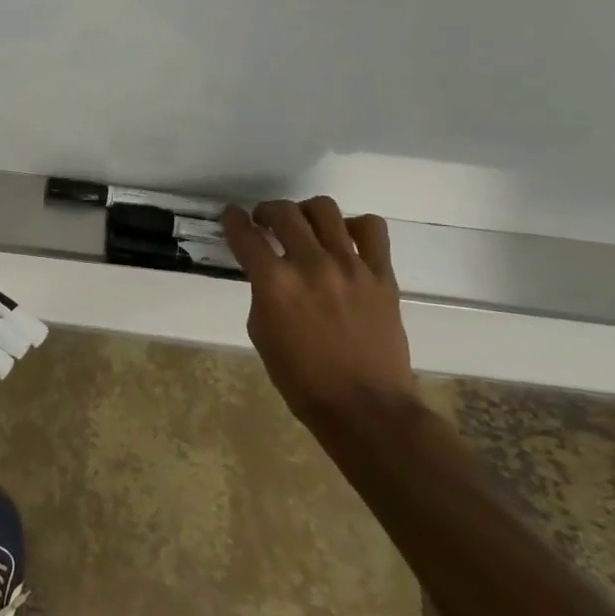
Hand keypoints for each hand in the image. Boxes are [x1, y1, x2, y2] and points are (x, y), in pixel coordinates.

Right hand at [220, 197, 417, 426]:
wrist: (364, 405)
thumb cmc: (301, 378)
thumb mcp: (261, 332)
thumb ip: (263, 293)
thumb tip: (269, 272)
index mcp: (274, 284)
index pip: (245, 235)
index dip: (233, 220)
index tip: (232, 216)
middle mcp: (310, 265)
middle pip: (284, 212)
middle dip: (267, 211)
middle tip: (265, 222)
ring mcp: (350, 267)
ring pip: (325, 210)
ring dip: (306, 212)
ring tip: (305, 226)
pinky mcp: (382, 275)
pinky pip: (372, 229)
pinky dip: (355, 226)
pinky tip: (346, 241)